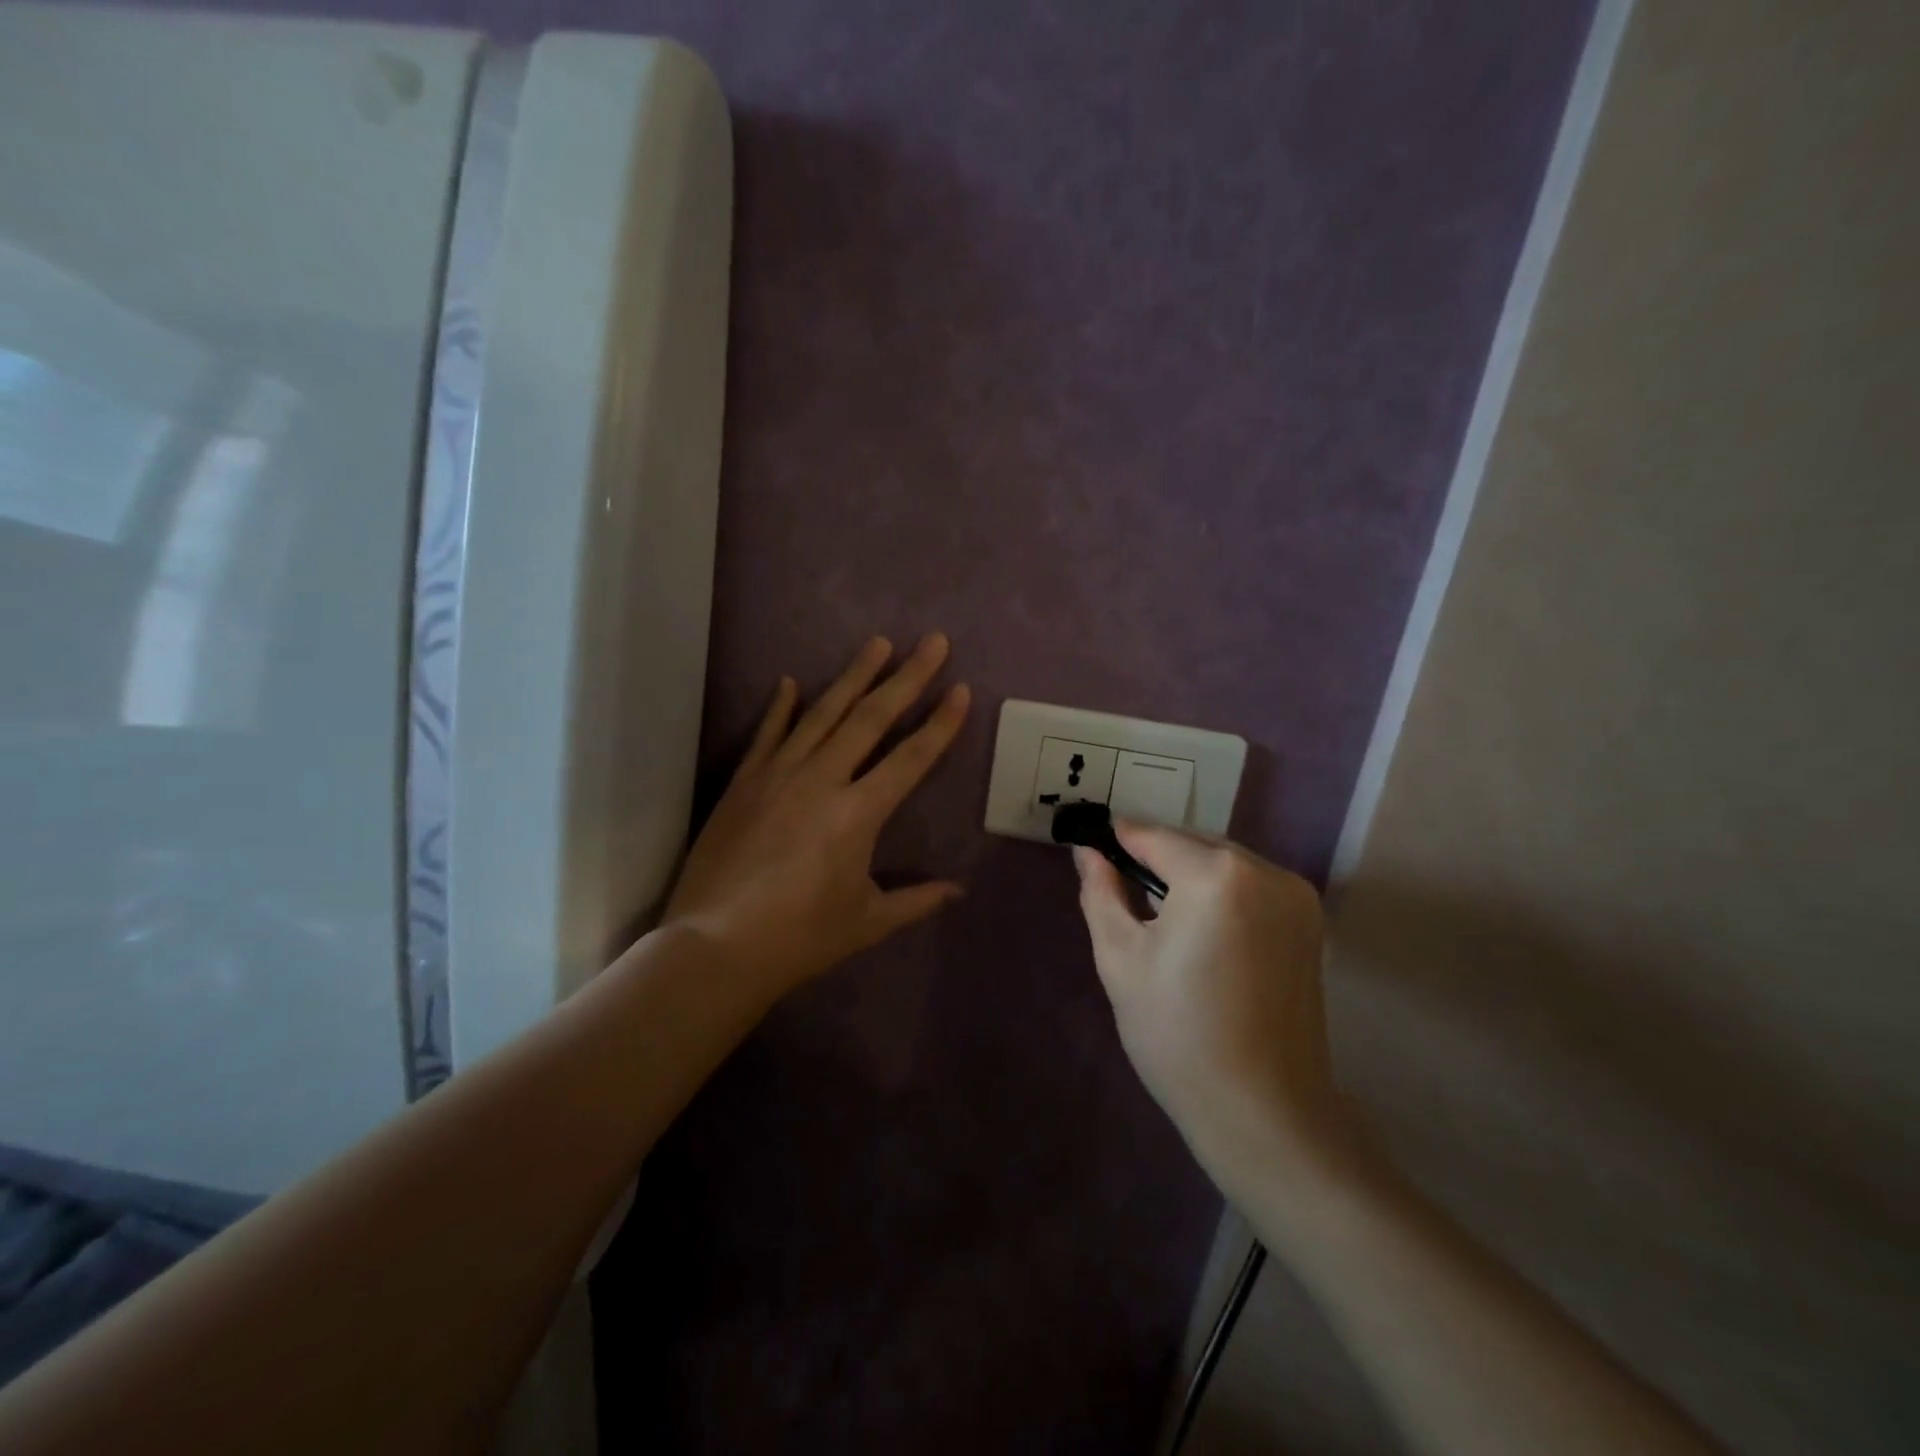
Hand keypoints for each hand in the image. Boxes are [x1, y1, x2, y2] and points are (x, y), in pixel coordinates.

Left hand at [663, 634, 969, 997]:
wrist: (715, 947)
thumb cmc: (800, 938)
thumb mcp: (867, 922)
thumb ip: (916, 901)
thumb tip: (958, 891)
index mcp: (859, 813)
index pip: (911, 757)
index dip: (940, 723)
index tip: (960, 688)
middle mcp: (822, 780)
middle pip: (872, 718)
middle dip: (907, 677)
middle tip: (932, 641)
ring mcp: (778, 774)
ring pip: (823, 713)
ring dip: (853, 676)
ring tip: (877, 643)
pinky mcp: (744, 782)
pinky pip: (767, 734)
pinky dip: (781, 707)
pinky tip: (790, 681)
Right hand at [1075, 825, 1349, 1178]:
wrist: (1263, 1112)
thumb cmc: (1177, 1035)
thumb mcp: (1120, 959)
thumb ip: (1101, 892)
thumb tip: (1089, 852)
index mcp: (1217, 875)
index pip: (1152, 836)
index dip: (1116, 841)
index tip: (1091, 850)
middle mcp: (1266, 871)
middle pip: (1192, 845)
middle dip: (1155, 859)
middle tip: (1121, 893)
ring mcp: (1296, 896)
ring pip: (1224, 863)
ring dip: (1189, 876)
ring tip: (1160, 918)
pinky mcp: (1311, 923)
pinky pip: (1251, 886)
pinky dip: (1221, 894)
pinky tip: (1202, 933)